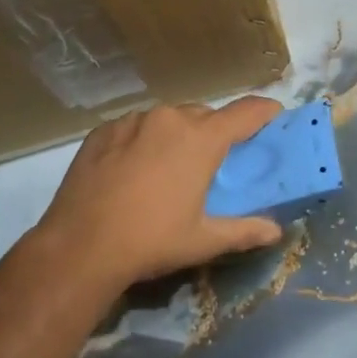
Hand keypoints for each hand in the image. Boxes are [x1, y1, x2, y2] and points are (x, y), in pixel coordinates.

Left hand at [34, 98, 285, 289]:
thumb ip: (243, 230)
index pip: (245, 112)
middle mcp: (171, 118)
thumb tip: (276, 232)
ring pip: (167, 118)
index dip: (264, 111)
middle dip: (214, 131)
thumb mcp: (202, 240)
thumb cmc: (151, 241)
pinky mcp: (104, 129)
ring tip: (167, 167)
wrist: (79, 247)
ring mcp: (133, 120)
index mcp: (202, 139)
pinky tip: (132, 169)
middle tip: (212, 160)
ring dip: (176, 134)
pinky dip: (142, 140)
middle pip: (204, 115)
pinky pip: (134, 126)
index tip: (275, 113)